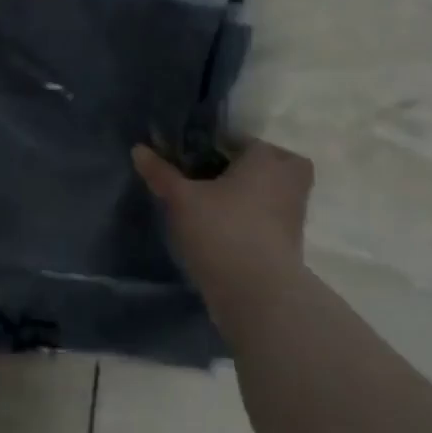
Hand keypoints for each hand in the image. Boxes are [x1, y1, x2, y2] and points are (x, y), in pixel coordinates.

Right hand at [132, 138, 313, 303]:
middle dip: (247, 167)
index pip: (243, 140)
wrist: (256, 292)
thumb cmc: (220, 229)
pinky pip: (268, 217)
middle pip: (270, 163)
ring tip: (210, 203)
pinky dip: (250, 218)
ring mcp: (293, 213)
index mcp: (267, 159)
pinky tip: (220, 227)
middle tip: (214, 175)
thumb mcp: (180, 198)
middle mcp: (288, 181)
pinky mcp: (289, 242)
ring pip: (271, 191)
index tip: (190, 158)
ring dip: (248, 194)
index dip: (215, 146)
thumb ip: (161, 172)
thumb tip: (138, 149)